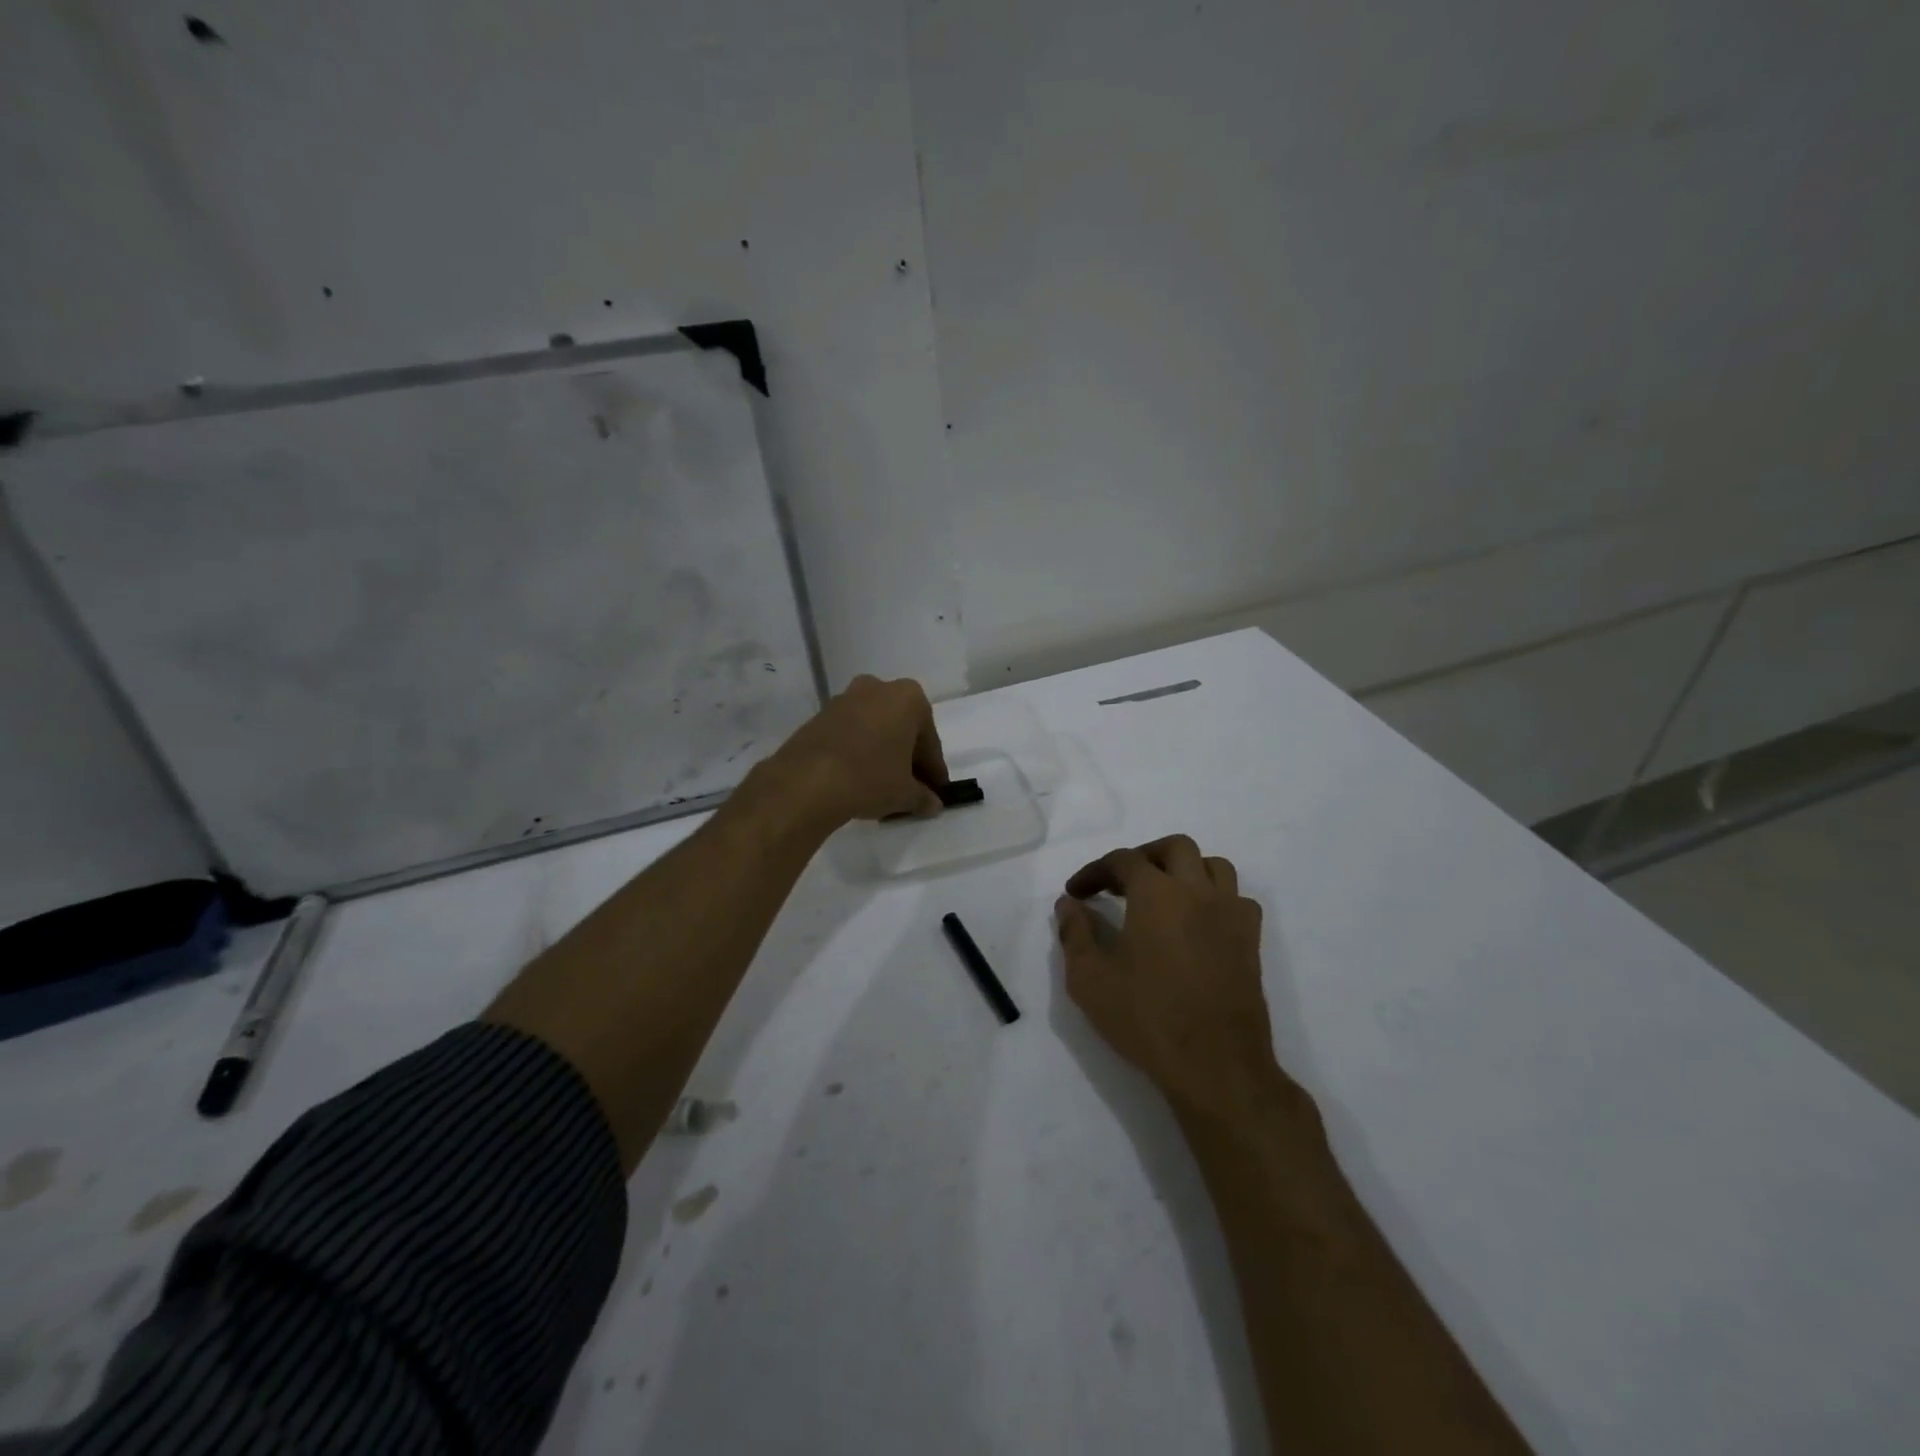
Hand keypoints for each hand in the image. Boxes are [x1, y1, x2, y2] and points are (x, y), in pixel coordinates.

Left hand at [763, 675, 949, 824]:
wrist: (807, 781)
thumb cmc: (870, 777)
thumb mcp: (905, 793)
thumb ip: (924, 797)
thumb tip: (932, 804)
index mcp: (908, 698)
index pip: (929, 741)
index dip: (933, 770)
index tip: (935, 791)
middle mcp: (877, 688)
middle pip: (901, 729)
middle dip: (907, 758)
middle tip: (910, 789)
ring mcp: (845, 699)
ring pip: (874, 729)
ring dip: (881, 754)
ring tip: (882, 788)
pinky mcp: (819, 715)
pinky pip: (850, 734)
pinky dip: (858, 752)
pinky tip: (857, 779)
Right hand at [1056, 835, 1295, 1125]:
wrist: (1216, 1066)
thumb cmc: (1147, 1019)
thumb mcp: (1090, 980)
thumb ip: (1075, 934)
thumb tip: (1069, 905)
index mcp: (1157, 894)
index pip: (1122, 861)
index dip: (1094, 871)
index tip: (1076, 893)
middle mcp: (1198, 891)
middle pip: (1174, 847)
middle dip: (1142, 857)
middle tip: (1119, 883)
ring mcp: (1231, 914)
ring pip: (1213, 866)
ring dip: (1184, 870)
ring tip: (1162, 895)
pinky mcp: (1251, 941)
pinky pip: (1236, 898)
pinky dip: (1214, 897)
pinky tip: (1197, 922)